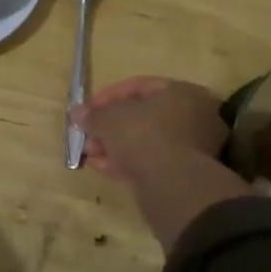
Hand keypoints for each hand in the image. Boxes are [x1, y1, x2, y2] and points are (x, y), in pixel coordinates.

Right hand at [76, 77, 227, 179]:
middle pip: (143, 116)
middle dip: (110, 125)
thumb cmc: (143, 136)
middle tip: (88, 134)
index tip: (87, 110)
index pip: (140, 86)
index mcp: (183, 92)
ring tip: (90, 153)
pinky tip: (103, 167)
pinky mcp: (184, 173)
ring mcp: (192, 147)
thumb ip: (92, 114)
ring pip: (145, 140)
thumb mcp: (109, 120)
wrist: (170, 185)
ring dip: (115, 145)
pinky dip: (127, 161)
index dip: (108, 96)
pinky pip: (151, 160)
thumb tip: (77, 112)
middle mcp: (194, 116)